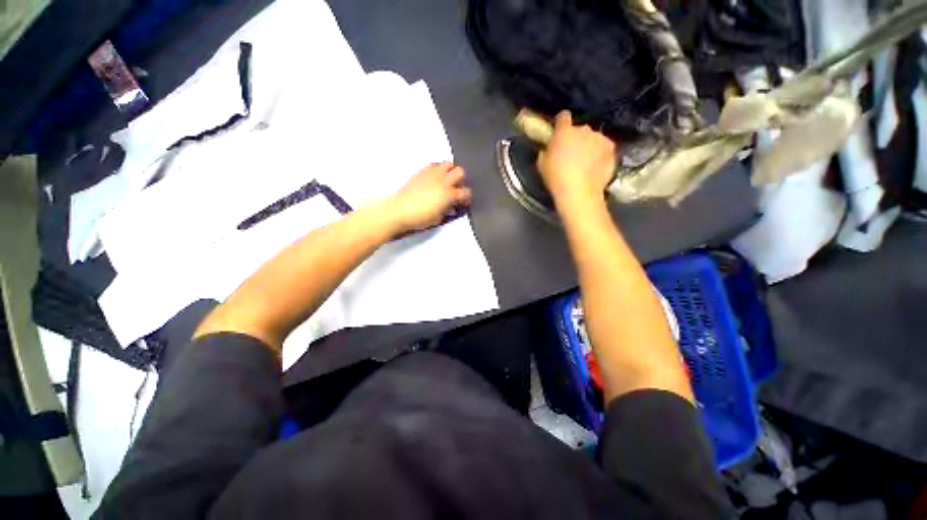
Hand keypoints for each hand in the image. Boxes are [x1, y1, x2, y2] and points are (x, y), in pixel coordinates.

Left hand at [387, 162, 471, 233]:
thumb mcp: (438, 218)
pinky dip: (439, 169)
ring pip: (449, 164)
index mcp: (449, 195)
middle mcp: (443, 181)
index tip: (464, 202)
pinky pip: (435, 164)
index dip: (467, 197)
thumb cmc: (420, 218)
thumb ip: (447, 210)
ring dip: (451, 171)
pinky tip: (436, 177)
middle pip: (460, 172)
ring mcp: (432, 174)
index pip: (466, 192)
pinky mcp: (422, 171)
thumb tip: (451, 207)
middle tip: (457, 188)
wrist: (400, 210)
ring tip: (447, 180)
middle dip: (462, 180)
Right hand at [537, 111, 616, 205]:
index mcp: (564, 132)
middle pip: (579, 129)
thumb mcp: (542, 164)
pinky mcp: (611, 148)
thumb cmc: (556, 178)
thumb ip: (546, 151)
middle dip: (576, 138)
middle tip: (572, 153)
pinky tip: (596, 166)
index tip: (559, 131)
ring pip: (593, 138)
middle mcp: (583, 130)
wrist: (579, 192)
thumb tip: (549, 149)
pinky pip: (604, 147)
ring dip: (589, 145)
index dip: (561, 123)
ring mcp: (599, 138)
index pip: (563, 117)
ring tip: (586, 161)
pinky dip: (600, 153)